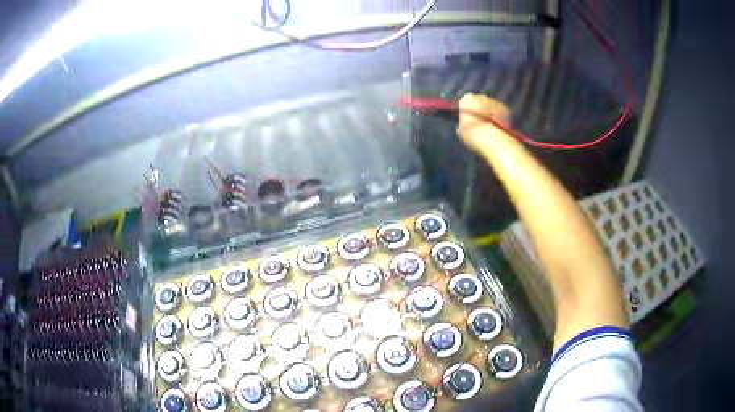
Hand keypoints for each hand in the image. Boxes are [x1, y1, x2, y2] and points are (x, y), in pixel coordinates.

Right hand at [457, 93, 511, 152]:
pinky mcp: (505, 108)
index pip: (465, 102)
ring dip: (491, 113)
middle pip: (479, 101)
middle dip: (480, 109)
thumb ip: (462, 122)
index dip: (467, 110)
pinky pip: (500, 112)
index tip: (469, 120)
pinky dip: (500, 117)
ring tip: (491, 126)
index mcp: (466, 100)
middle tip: (481, 123)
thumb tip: (465, 122)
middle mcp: (480, 96)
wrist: (494, 139)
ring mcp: (494, 101)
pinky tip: (499, 128)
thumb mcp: (461, 130)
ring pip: (491, 106)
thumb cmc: (473, 135)